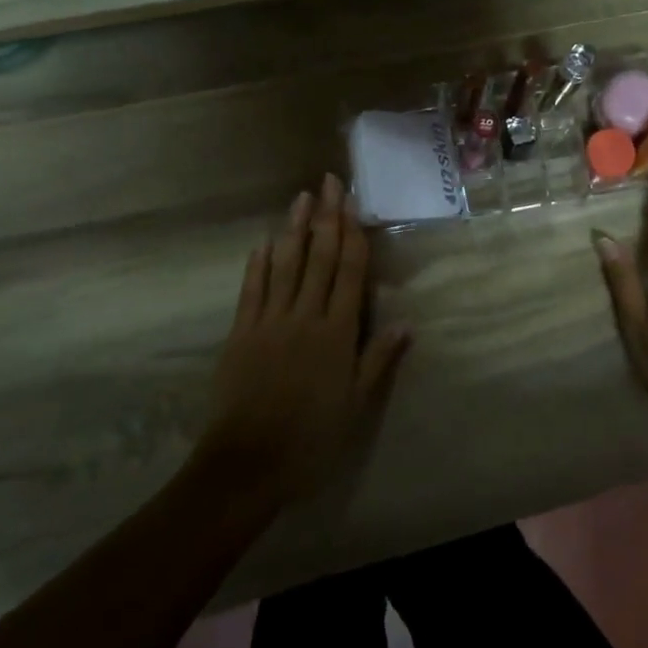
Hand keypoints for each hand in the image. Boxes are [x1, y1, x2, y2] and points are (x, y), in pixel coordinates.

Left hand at [201, 175, 411, 504]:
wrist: (246, 465)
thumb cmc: (311, 438)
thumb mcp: (355, 406)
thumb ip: (378, 360)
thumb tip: (406, 322)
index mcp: (336, 333)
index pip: (348, 272)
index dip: (352, 234)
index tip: (353, 203)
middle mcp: (305, 316)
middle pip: (318, 258)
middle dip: (326, 217)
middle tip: (329, 182)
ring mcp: (269, 322)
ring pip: (285, 265)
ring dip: (293, 229)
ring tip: (301, 197)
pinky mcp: (241, 333)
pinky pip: (252, 290)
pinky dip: (257, 264)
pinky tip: (262, 243)